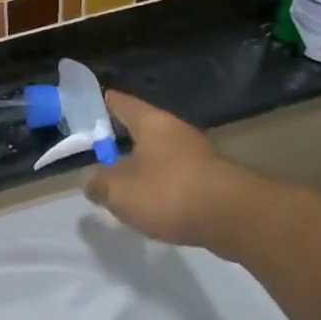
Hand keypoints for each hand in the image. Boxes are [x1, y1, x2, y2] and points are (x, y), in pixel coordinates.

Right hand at [86, 92, 267, 254]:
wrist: (232, 216)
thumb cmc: (168, 191)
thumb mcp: (120, 191)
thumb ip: (99, 183)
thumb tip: (90, 180)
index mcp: (151, 122)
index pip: (121, 103)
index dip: (103, 103)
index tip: (88, 107)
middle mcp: (176, 130)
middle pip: (144, 128)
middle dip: (124, 138)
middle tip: (102, 151)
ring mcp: (198, 153)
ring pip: (162, 152)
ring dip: (145, 163)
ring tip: (126, 181)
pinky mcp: (213, 179)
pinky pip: (178, 175)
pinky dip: (164, 184)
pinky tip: (155, 202)